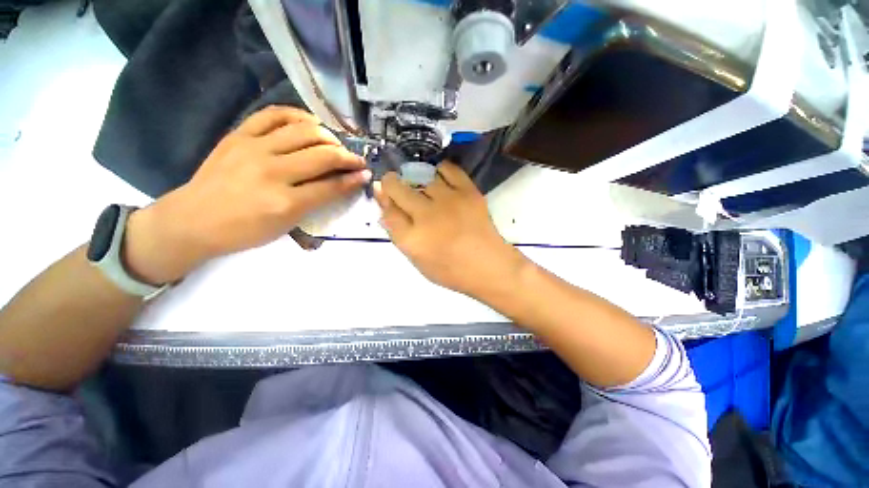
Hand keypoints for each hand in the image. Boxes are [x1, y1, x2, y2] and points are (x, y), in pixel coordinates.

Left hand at [123, 106, 370, 283]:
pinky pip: (274, 114)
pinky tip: (310, 122)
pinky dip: (297, 115)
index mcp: (285, 203)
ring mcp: (254, 148)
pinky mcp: (239, 134)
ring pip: (304, 131)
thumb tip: (341, 184)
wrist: (193, 220)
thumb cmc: (244, 231)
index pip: (331, 186)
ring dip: (329, 137)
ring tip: (336, 144)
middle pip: (323, 155)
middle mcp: (272, 172)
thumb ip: (316, 203)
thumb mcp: (286, 226)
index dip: (354, 179)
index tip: (366, 174)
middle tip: (357, 160)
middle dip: (348, 157)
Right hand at [373, 162, 525, 296]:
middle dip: (392, 183)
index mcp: (412, 239)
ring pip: (422, 176)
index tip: (382, 191)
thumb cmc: (451, 270)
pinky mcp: (468, 192)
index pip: (387, 210)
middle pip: (398, 188)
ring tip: (422, 186)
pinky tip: (440, 178)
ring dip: (417, 179)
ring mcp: (448, 201)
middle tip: (396, 184)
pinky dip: (440, 170)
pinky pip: (448, 169)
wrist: (488, 265)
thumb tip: (386, 207)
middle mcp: (426, 216)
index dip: (382, 198)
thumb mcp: (418, 260)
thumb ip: (400, 234)